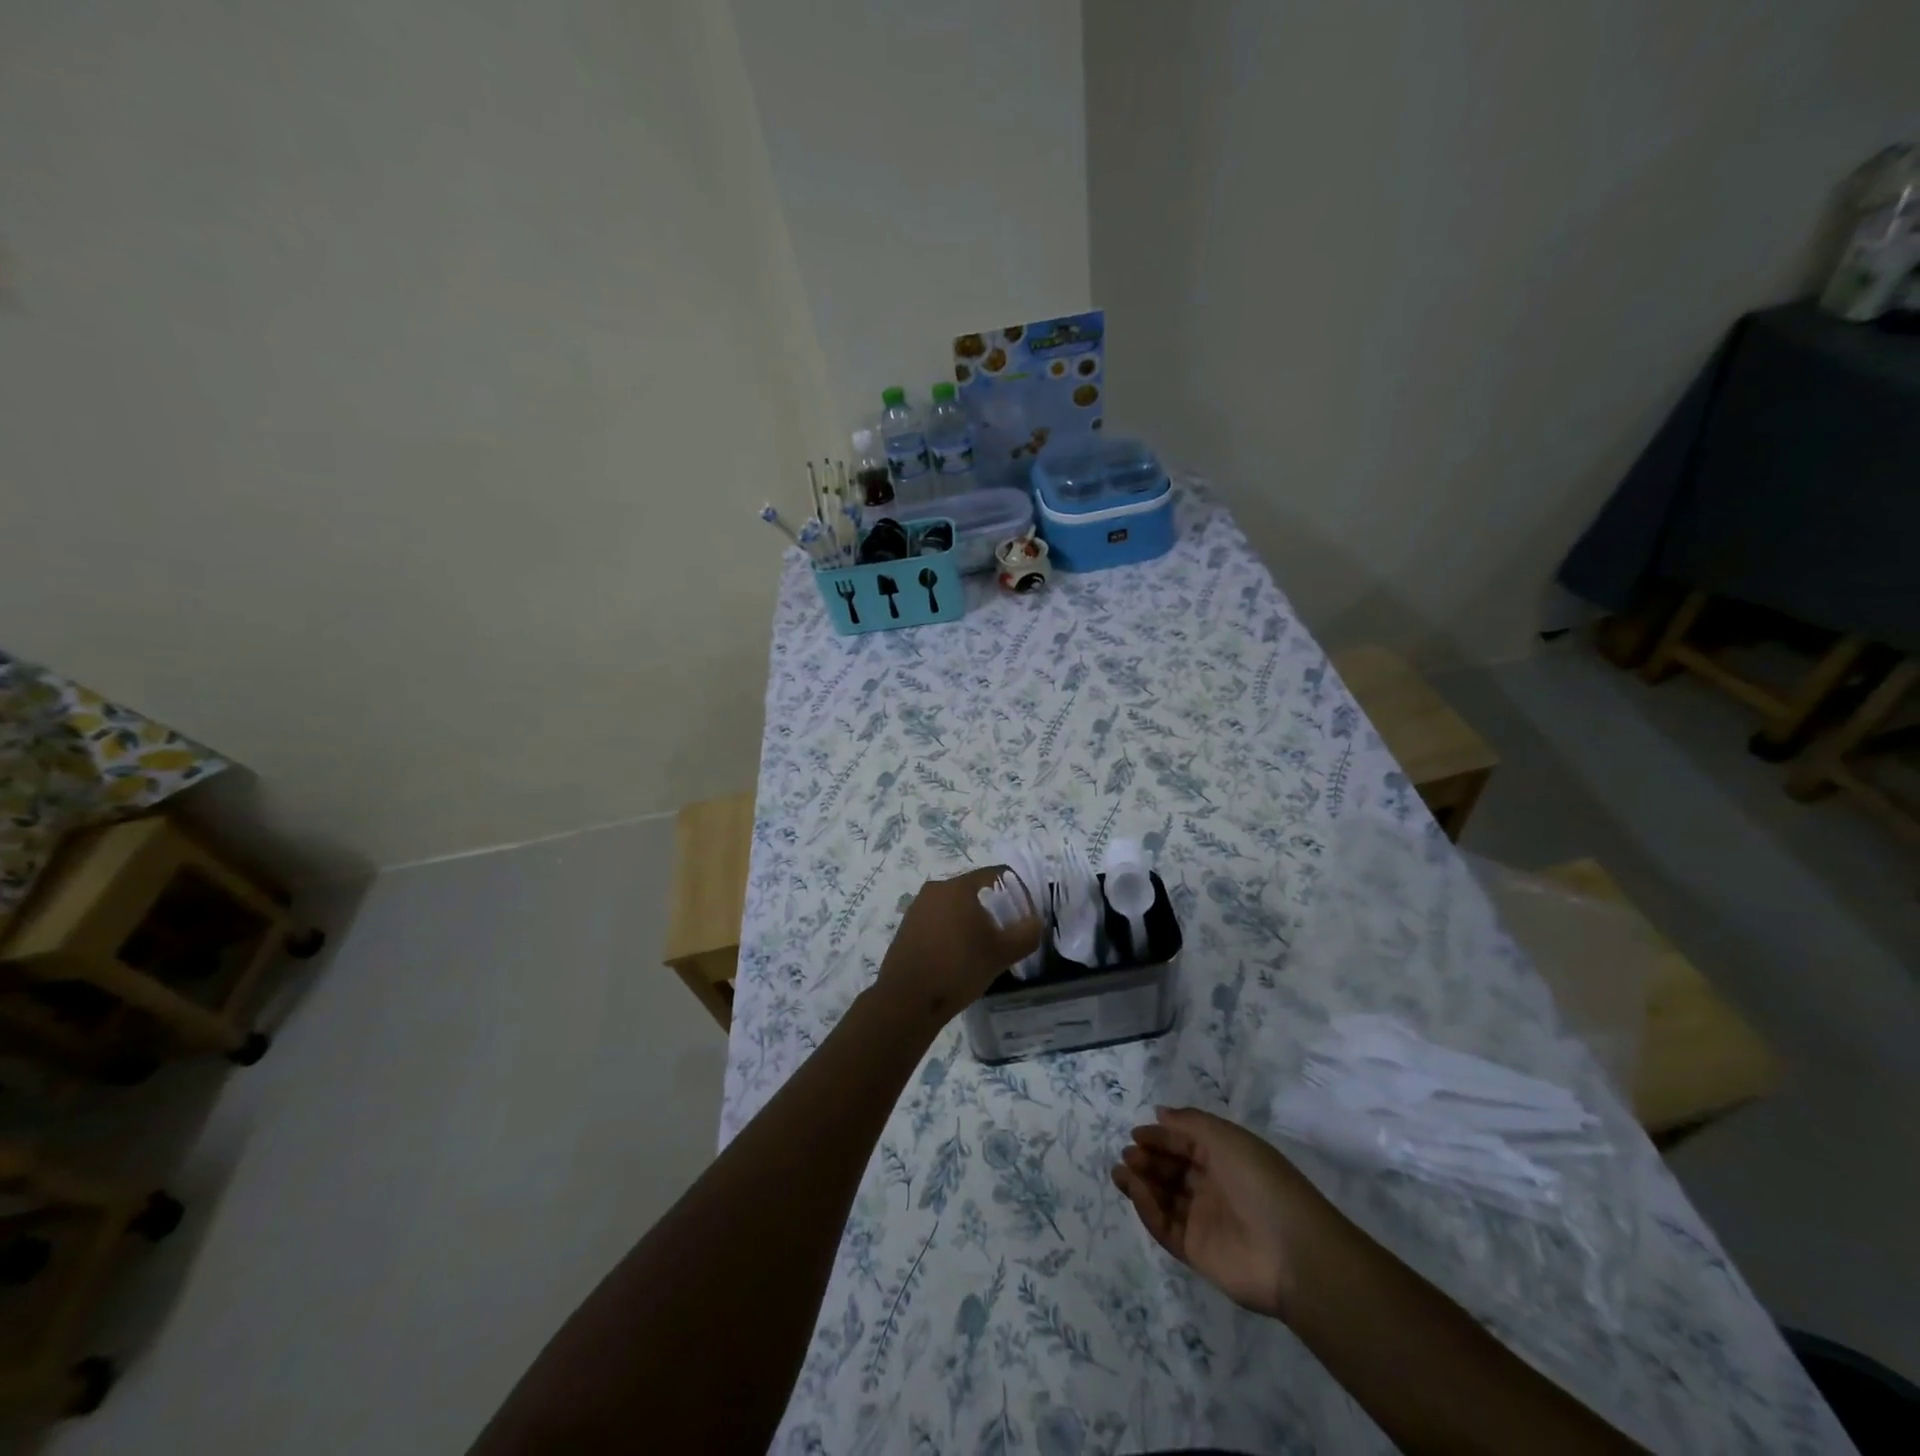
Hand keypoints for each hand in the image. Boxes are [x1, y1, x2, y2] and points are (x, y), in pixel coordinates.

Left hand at [874, 867, 1041, 1028]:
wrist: (906, 1000)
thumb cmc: (958, 969)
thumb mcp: (1001, 954)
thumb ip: (1026, 933)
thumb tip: (1036, 921)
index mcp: (959, 886)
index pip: (997, 875)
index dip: (1018, 892)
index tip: (1026, 916)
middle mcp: (936, 888)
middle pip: (976, 890)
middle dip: (996, 908)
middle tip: (1009, 934)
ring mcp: (918, 907)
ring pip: (956, 906)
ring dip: (974, 921)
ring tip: (985, 948)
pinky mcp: (908, 926)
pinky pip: (939, 920)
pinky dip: (954, 931)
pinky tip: (959, 956)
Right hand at [1111, 1106, 1330, 1320]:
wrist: (1293, 1253)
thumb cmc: (1261, 1182)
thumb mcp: (1227, 1139)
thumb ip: (1190, 1123)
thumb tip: (1159, 1112)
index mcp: (1225, 1159)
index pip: (1185, 1143)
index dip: (1161, 1137)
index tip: (1135, 1133)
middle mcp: (1213, 1187)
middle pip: (1172, 1170)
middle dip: (1148, 1159)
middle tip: (1127, 1154)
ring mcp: (1204, 1221)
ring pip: (1165, 1198)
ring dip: (1141, 1183)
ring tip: (1119, 1172)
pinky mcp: (1196, 1252)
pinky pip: (1166, 1227)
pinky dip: (1148, 1210)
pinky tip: (1136, 1192)